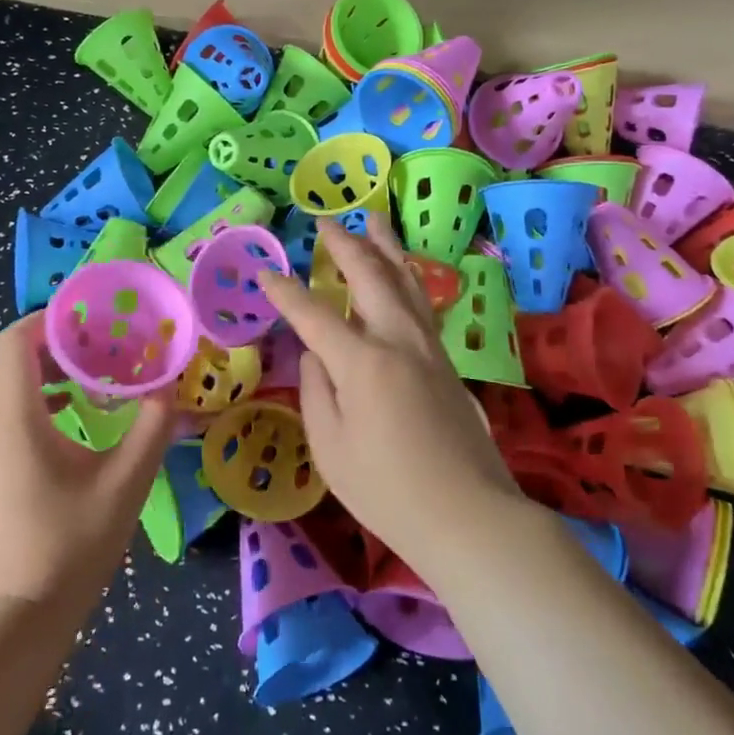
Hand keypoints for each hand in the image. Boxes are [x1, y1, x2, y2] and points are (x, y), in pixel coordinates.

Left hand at [0, 316, 178, 615]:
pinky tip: (72, 421)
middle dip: (54, 342)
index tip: (97, 320)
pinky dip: (32, 398)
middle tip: (103, 346)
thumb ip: (152, 426)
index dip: (53, 320)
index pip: (14, 340)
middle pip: (6, 356)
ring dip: (43, 371)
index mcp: (10, 415)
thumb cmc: (69, 546)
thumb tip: (170, 387)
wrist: (12, 620)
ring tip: (93, 379)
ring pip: (0, 383)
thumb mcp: (125, 482)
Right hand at [260, 220, 522, 579]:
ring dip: (385, 247)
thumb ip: (316, 390)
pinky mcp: (446, 362)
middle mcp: (399, 340)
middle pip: (371, 276)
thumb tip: (315, 355)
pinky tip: (401, 273)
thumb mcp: (331, 447)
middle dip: (345, 244)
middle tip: (325, 222)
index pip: (314, 314)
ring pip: (405, 280)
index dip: (285, 293)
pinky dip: (405, 276)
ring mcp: (429, 347)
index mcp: (363, 361)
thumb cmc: (388, 490)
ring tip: (373, 218)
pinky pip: (420, 302)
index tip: (265, 274)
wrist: (469, 516)